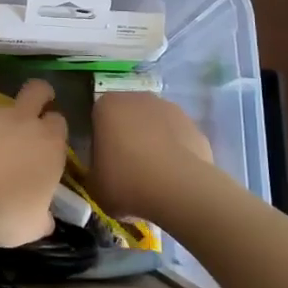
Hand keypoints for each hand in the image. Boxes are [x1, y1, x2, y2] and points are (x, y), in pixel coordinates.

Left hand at [0, 80, 67, 246]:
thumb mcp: (28, 228)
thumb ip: (40, 218)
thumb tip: (44, 218)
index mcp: (48, 145)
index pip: (60, 124)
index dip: (55, 131)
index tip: (48, 146)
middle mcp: (24, 121)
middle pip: (38, 90)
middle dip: (40, 95)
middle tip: (32, 112)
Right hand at [88, 91, 216, 223]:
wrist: (179, 189)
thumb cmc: (127, 182)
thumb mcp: (95, 185)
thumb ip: (94, 172)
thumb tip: (102, 173)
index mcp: (107, 106)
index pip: (98, 120)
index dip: (100, 143)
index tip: (104, 166)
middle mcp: (138, 98)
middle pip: (128, 118)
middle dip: (127, 138)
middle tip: (127, 171)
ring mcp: (169, 108)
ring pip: (154, 126)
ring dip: (153, 143)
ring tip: (154, 178)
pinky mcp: (193, 125)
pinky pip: (177, 139)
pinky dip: (175, 153)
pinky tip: (175, 178)